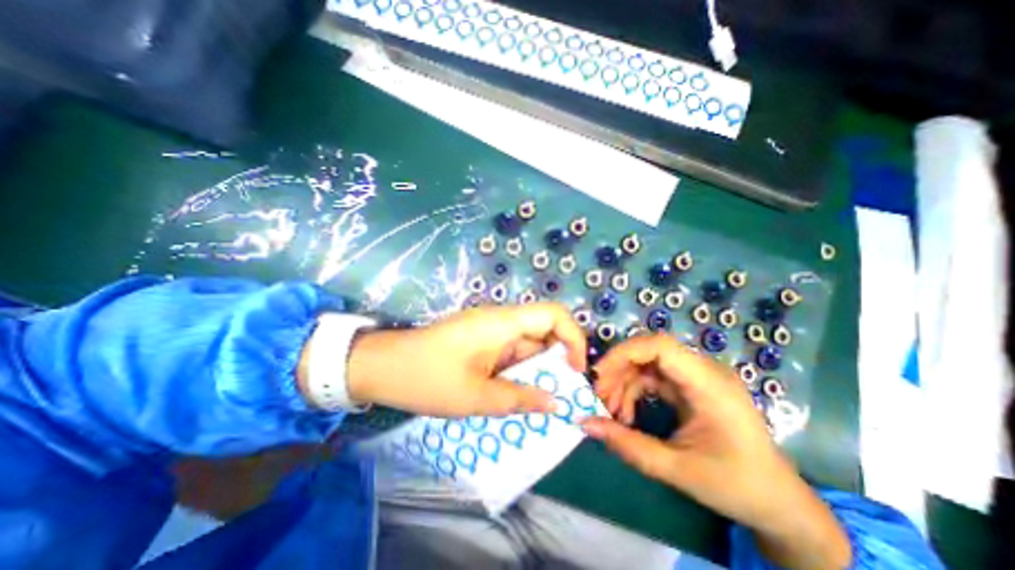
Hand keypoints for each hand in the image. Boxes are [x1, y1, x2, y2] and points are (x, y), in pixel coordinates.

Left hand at [343, 302, 587, 417]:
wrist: (383, 367)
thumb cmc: (427, 378)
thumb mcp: (476, 397)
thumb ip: (519, 399)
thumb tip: (556, 404)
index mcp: (502, 322)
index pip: (554, 314)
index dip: (573, 338)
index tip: (574, 371)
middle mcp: (501, 320)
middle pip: (544, 330)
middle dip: (557, 362)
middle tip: (559, 395)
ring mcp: (490, 330)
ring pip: (528, 345)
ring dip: (537, 371)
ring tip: (538, 402)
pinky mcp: (482, 341)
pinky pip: (511, 352)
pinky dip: (520, 372)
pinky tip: (515, 395)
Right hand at [584, 335, 848, 569]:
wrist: (778, 502)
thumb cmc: (736, 486)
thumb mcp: (677, 470)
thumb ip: (628, 445)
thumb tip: (585, 424)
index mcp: (710, 385)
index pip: (660, 346)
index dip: (624, 353)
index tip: (599, 376)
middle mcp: (704, 371)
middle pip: (649, 352)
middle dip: (619, 371)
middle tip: (601, 399)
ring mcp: (698, 377)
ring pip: (648, 364)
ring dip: (625, 383)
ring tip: (613, 413)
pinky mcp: (692, 386)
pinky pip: (655, 377)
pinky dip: (636, 391)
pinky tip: (628, 414)